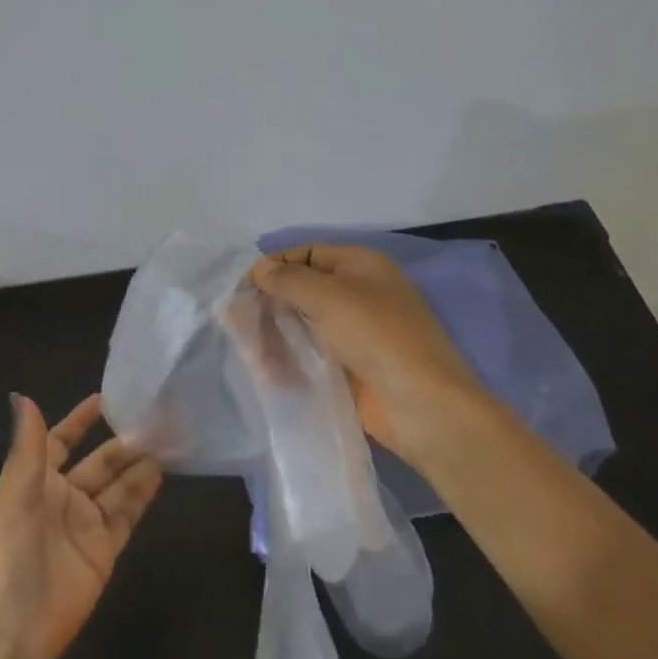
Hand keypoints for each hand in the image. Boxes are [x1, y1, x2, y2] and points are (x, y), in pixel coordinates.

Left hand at [0, 394, 161, 658]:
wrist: (12, 632)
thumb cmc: (8, 554)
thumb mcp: (15, 494)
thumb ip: (29, 446)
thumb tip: (22, 395)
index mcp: (35, 481)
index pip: (61, 440)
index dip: (82, 420)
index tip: (109, 396)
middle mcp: (63, 498)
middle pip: (99, 462)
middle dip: (124, 441)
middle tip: (158, 418)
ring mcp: (86, 524)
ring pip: (119, 485)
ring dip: (140, 464)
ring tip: (170, 439)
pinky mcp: (105, 550)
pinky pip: (128, 514)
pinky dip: (144, 494)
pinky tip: (163, 473)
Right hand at [250, 244, 493, 469]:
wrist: (422, 405)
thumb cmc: (377, 336)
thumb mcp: (329, 296)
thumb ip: (289, 280)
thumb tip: (260, 269)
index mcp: (362, 266)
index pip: (309, 253)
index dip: (275, 265)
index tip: (241, 285)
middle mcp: (359, 294)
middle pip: (304, 290)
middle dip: (270, 302)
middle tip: (235, 321)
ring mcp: (356, 333)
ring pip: (304, 325)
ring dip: (275, 334)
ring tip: (246, 350)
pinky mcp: (351, 368)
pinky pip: (312, 355)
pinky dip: (289, 359)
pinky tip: (265, 371)